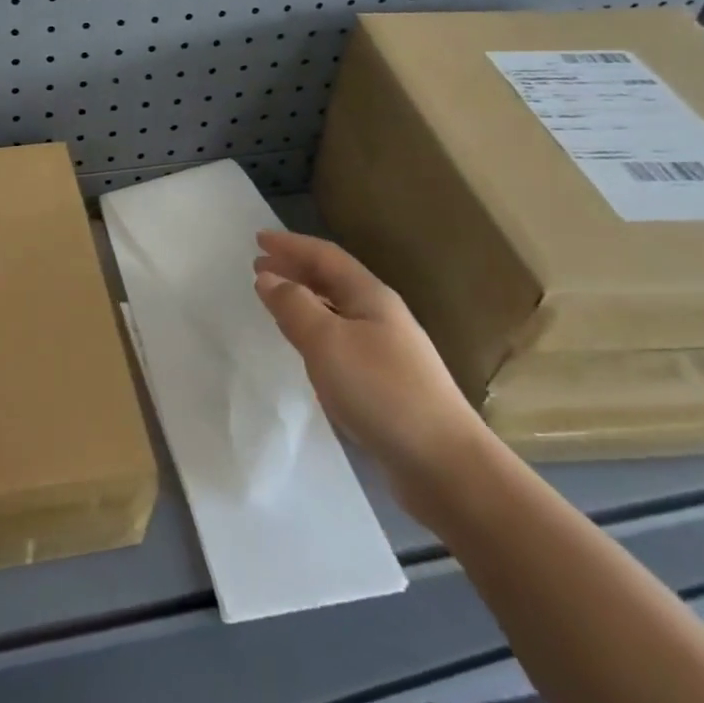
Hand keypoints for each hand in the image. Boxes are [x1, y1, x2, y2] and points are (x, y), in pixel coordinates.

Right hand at [253, 230, 490, 503]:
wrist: (444, 464)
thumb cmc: (381, 391)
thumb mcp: (327, 342)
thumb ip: (294, 306)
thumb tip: (268, 277)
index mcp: (370, 297)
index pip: (325, 256)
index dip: (291, 245)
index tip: (258, 238)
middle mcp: (381, 316)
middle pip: (333, 280)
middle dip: (296, 269)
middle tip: (260, 265)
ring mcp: (386, 350)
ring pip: (336, 311)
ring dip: (304, 299)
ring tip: (276, 301)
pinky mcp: (385, 383)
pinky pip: (341, 340)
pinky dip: (315, 331)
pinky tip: (306, 348)